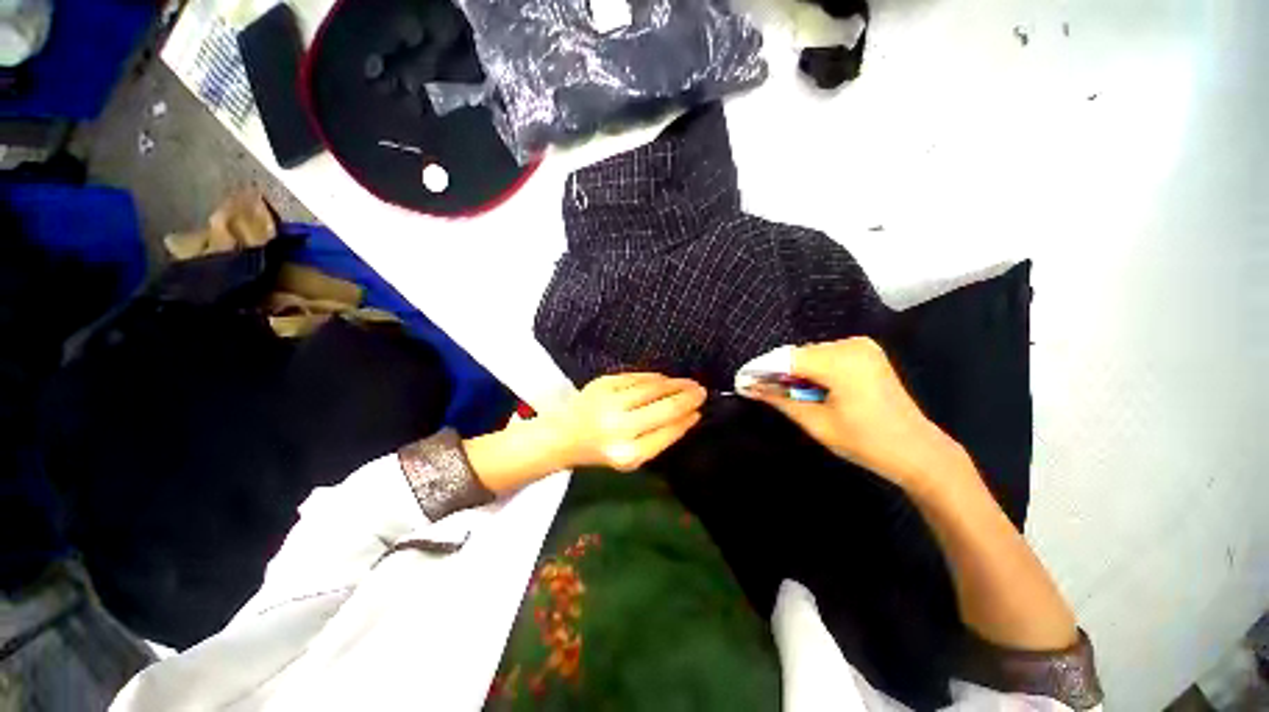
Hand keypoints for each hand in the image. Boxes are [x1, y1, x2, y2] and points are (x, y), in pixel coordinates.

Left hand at [550, 373, 705, 471]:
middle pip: (664, 408)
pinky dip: (655, 377)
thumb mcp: (631, 457)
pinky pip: (637, 377)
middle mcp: (619, 427)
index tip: (699, 411)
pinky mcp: (603, 384)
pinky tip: (665, 379)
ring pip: (653, 388)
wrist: (565, 434)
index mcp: (627, 453)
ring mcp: (609, 402)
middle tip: (702, 391)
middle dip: (687, 398)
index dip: (686, 420)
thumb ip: (660, 439)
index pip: (667, 433)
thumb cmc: (602, 450)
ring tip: (689, 383)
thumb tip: (689, 415)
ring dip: (675, 384)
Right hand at [742, 337, 966, 490]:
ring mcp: (862, 346)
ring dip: (795, 371)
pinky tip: (811, 387)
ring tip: (787, 393)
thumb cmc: (866, 442)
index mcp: (841, 362)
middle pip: (799, 354)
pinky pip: (827, 356)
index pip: (787, 357)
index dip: (762, 369)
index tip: (743, 382)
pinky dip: (813, 369)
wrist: (918, 451)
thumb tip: (749, 388)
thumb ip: (780, 400)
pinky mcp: (867, 353)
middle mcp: (851, 345)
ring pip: (811, 354)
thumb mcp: (817, 423)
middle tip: (763, 391)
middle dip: (779, 371)